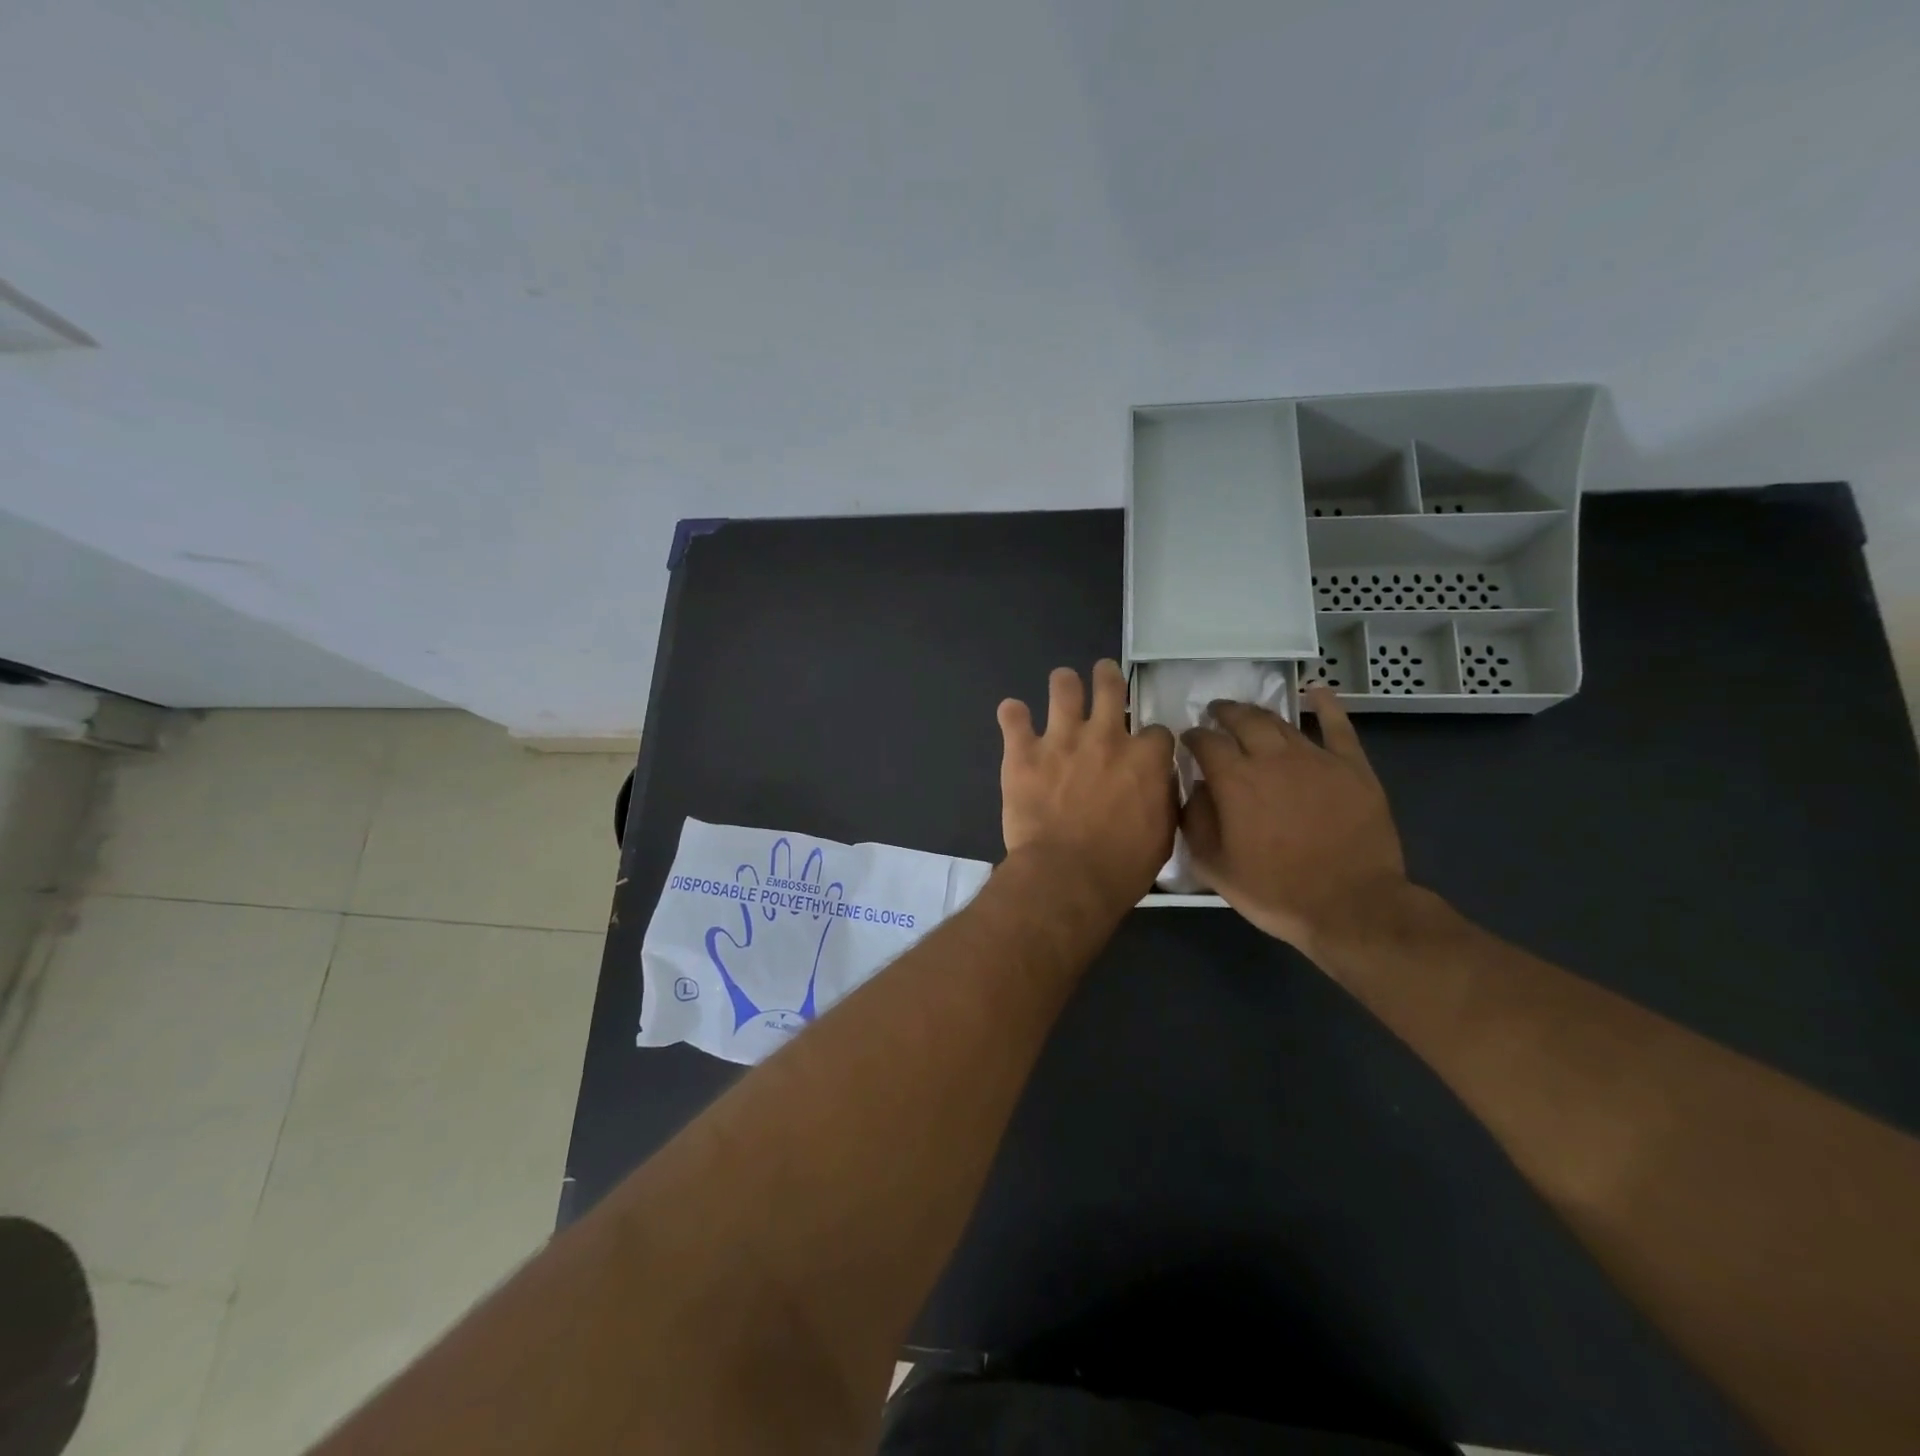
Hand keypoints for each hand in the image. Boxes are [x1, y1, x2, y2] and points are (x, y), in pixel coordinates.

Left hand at [997, 661, 1176, 907]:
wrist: (1066, 877)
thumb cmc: (1121, 867)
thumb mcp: (1162, 836)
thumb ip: (1162, 799)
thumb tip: (1158, 783)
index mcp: (1144, 758)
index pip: (1156, 729)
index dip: (1150, 739)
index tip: (1143, 749)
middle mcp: (1105, 737)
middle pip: (1110, 685)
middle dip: (1108, 676)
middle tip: (1103, 676)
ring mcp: (1061, 740)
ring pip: (1063, 685)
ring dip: (1064, 684)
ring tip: (1062, 687)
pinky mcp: (1023, 752)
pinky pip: (1012, 716)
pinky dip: (1013, 715)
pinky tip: (1013, 717)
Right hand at [1180, 685, 1408, 952]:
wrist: (1351, 906)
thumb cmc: (1276, 891)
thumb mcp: (1215, 867)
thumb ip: (1196, 821)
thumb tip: (1194, 788)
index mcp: (1235, 780)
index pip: (1206, 742)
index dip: (1193, 737)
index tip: (1188, 740)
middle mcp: (1272, 758)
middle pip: (1243, 720)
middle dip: (1224, 713)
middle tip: (1215, 713)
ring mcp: (1315, 759)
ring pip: (1281, 723)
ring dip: (1259, 714)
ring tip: (1249, 714)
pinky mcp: (1352, 767)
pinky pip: (1337, 726)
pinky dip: (1325, 704)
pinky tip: (1316, 691)